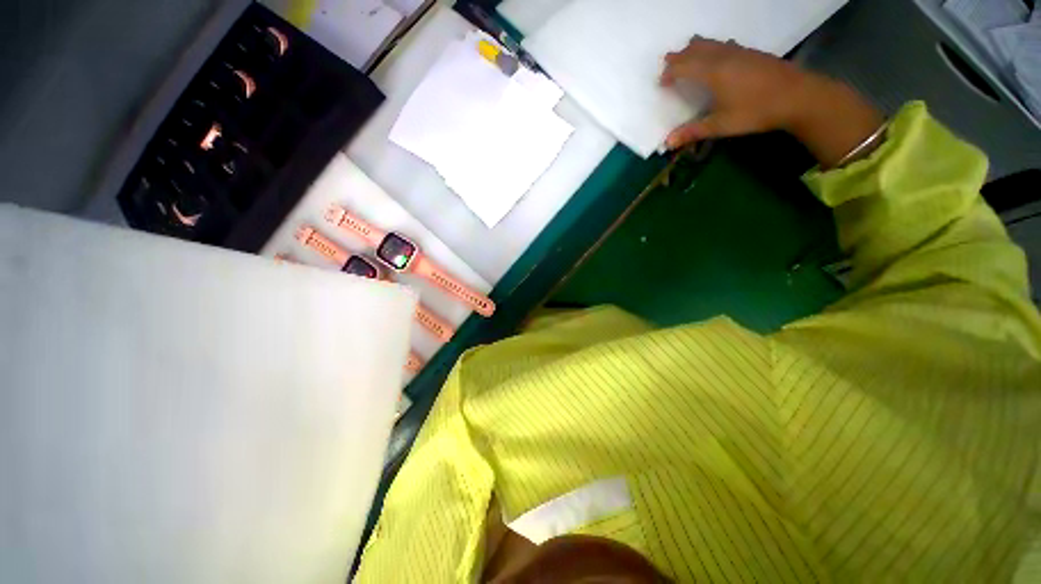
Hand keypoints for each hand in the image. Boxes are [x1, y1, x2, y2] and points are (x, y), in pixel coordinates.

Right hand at [661, 38, 811, 147]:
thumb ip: (693, 132)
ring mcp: (738, 51)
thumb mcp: (721, 125)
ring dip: (694, 49)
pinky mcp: (750, 52)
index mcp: (712, 72)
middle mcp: (723, 56)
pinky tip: (716, 58)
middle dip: (678, 57)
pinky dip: (711, 49)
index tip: (662, 84)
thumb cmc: (756, 111)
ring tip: (687, 59)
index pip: (682, 65)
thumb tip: (667, 143)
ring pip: (709, 43)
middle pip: (694, 49)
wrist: (797, 96)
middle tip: (668, 67)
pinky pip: (723, 44)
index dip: (669, 73)